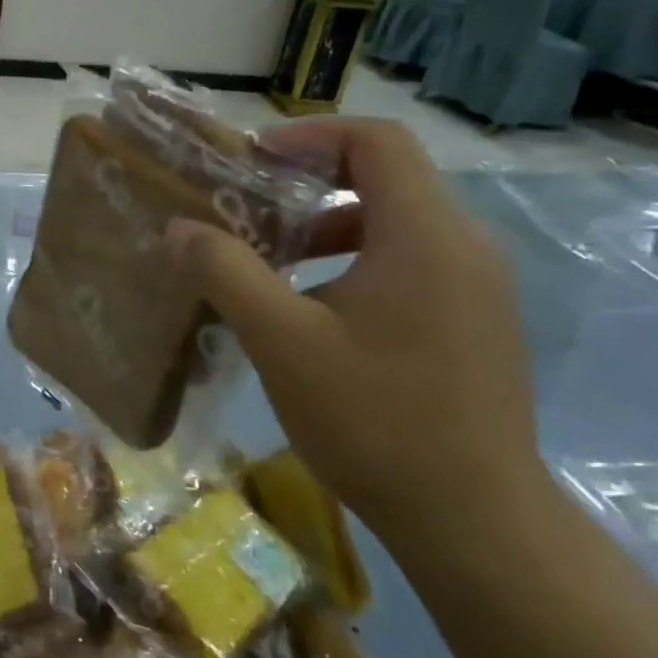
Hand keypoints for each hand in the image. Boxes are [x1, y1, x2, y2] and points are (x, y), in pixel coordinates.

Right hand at [167, 118, 541, 551]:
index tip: (253, 160)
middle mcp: (463, 244)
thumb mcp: (282, 341)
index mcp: (424, 234)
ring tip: (271, 263)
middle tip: (248, 211)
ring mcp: (477, 285)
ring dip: (328, 227)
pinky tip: (315, 311)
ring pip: (396, 223)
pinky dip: (356, 260)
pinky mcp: (477, 321)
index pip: (376, 141)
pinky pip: (412, 260)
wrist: (475, 522)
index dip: (310, 135)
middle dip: (308, 184)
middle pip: (385, 177)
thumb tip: (179, 228)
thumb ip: (226, 272)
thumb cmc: (375, 419)